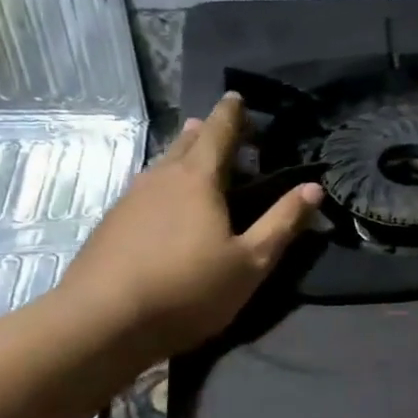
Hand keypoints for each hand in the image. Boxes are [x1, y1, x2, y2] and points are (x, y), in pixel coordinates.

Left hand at [58, 93, 321, 360]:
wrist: (104, 320)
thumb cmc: (189, 288)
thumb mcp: (250, 262)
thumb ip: (282, 223)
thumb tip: (313, 188)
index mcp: (198, 180)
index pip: (219, 133)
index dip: (232, 114)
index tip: (237, 96)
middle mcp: (161, 178)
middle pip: (186, 143)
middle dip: (205, 131)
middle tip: (219, 126)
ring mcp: (131, 199)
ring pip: (162, 165)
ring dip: (181, 155)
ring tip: (193, 155)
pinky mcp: (112, 223)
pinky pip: (146, 189)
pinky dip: (164, 183)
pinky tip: (164, 202)